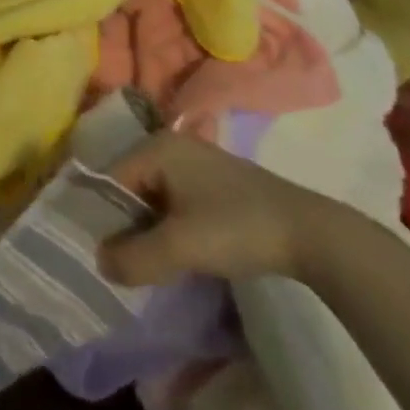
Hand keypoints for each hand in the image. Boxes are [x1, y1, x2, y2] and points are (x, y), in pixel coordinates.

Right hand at [97, 131, 339, 285]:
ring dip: (147, 230)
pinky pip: (174, 203)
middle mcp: (171, 146)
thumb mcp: (180, 247)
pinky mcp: (215, 184)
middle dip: (123, 224)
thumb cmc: (237, 228)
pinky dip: (168, 228)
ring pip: (153, 198)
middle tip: (119, 263)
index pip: (109, 179)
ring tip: (144, 264)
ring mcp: (195, 163)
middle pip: (129, 187)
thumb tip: (100, 263)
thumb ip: (134, 257)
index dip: (99, 216)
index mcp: (156, 146)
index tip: (97, 253)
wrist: (312, 235)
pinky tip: (175, 255)